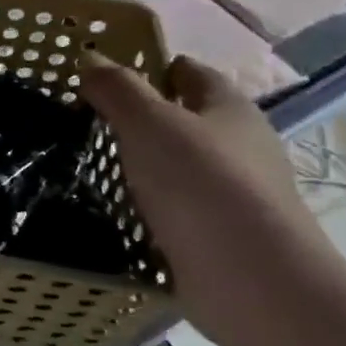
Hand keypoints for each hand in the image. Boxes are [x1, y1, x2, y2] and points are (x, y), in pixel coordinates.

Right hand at [79, 53, 338, 345]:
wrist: (256, 287)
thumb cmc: (202, 185)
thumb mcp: (148, 122)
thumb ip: (117, 88)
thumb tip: (90, 58)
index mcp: (229, 108)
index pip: (188, 72)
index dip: (150, 67)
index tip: (105, 77)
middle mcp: (240, 147)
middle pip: (185, 120)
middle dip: (143, 119)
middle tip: (89, 122)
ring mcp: (236, 197)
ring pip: (181, 168)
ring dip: (145, 167)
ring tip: (93, 167)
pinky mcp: (224, 240)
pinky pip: (179, 212)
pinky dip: (152, 209)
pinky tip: (118, 213)